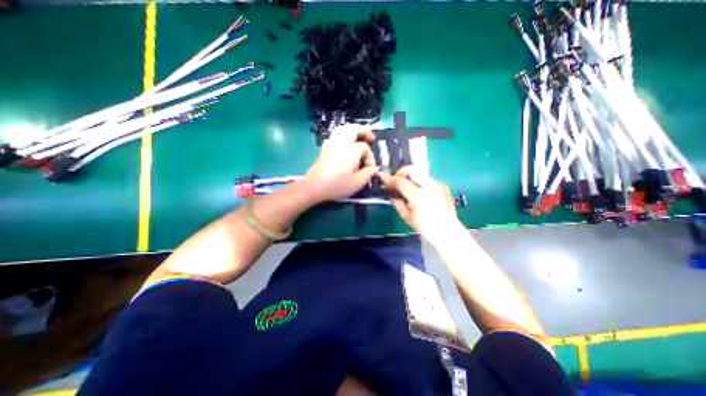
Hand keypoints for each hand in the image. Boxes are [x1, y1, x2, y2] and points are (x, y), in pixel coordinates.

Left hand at [304, 124, 379, 203]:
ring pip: (342, 129)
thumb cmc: (337, 185)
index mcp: (351, 150)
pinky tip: (343, 144)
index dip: (370, 157)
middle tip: (371, 138)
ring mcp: (331, 144)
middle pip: (354, 129)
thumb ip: (368, 173)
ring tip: (358, 137)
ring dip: (352, 130)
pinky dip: (341, 135)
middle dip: (364, 131)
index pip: (365, 148)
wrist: (314, 187)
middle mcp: (341, 143)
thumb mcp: (357, 183)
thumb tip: (375, 168)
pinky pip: (334, 136)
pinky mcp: (324, 149)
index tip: (370, 169)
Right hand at [381, 167, 463, 241]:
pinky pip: (427, 179)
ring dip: (410, 177)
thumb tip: (389, 191)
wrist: (447, 231)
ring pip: (419, 173)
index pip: (401, 181)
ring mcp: (438, 184)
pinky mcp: (442, 185)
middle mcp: (429, 186)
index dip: (390, 179)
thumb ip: (396, 201)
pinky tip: (418, 192)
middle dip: (401, 173)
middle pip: (411, 170)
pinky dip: (419, 182)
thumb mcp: (406, 216)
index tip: (383, 177)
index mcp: (418, 196)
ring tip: (406, 187)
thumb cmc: (424, 227)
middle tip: (396, 181)